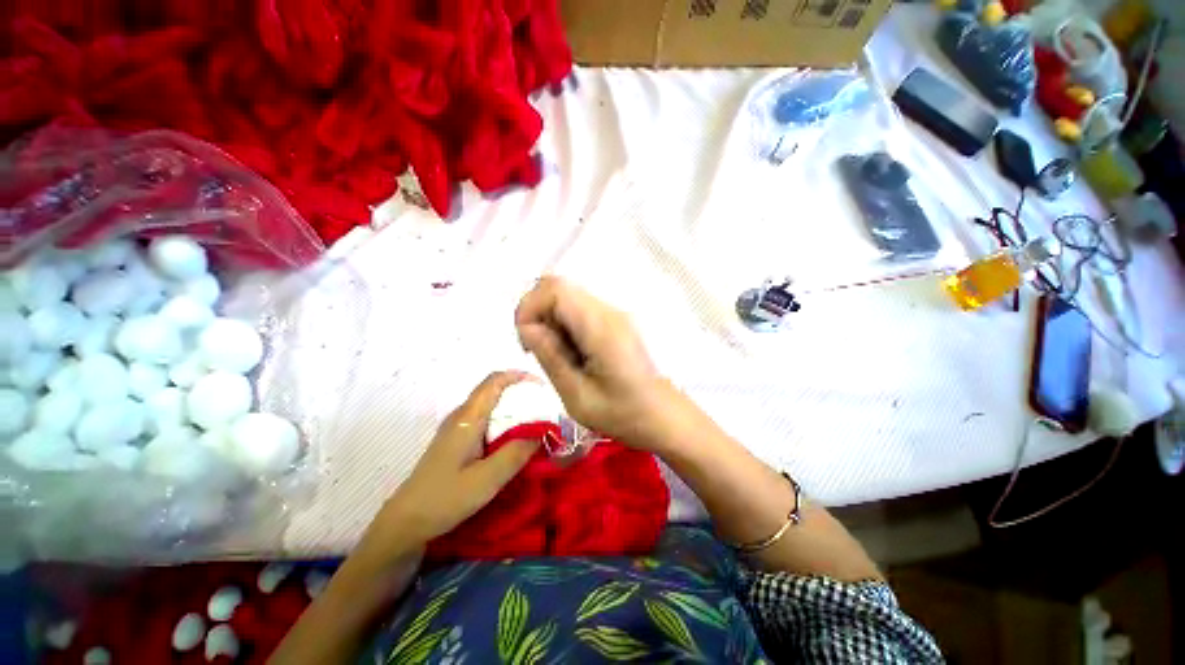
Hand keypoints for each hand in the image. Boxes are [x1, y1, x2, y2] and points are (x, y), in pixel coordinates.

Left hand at [370, 372, 539, 549]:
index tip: (541, 387)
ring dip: (512, 408)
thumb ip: (516, 453)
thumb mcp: (487, 479)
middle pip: (493, 391)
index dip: (519, 377)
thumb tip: (542, 432)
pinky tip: (511, 440)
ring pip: (489, 405)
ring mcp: (456, 428)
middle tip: (543, 409)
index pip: (494, 382)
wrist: (405, 522)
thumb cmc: (445, 498)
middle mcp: (461, 416)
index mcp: (468, 418)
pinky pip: (484, 420)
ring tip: (533, 423)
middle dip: (520, 393)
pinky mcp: (455, 441)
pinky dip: (503, 421)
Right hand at [515, 277, 676, 446]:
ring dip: (550, 319)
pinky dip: (564, 323)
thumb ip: (551, 357)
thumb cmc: (623, 414)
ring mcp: (615, 313)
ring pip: (568, 296)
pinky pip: (580, 309)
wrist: (663, 415)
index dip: (529, 307)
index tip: (526, 343)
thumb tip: (527, 327)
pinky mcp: (616, 320)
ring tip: (557, 355)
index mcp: (601, 328)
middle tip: (537, 349)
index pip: (555, 289)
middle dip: (537, 312)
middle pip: (560, 286)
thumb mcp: (577, 396)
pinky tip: (571, 352)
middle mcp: (609, 311)